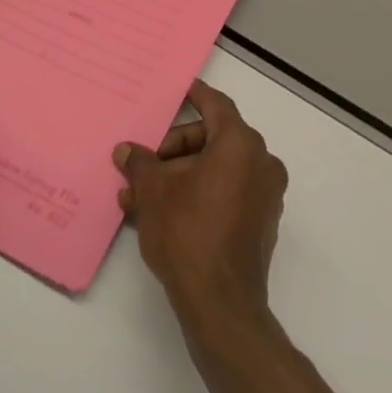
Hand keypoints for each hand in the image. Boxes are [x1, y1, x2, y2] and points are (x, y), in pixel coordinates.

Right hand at [115, 79, 288, 327]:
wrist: (221, 304)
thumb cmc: (188, 233)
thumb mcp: (154, 192)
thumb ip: (140, 164)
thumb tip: (126, 151)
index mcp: (240, 145)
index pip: (216, 105)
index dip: (195, 95)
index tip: (181, 88)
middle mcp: (261, 163)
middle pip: (212, 139)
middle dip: (172, 152)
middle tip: (142, 168)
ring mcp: (265, 195)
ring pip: (216, 170)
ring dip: (179, 178)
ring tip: (138, 200)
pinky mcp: (260, 222)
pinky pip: (226, 193)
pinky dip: (198, 195)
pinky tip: (162, 215)